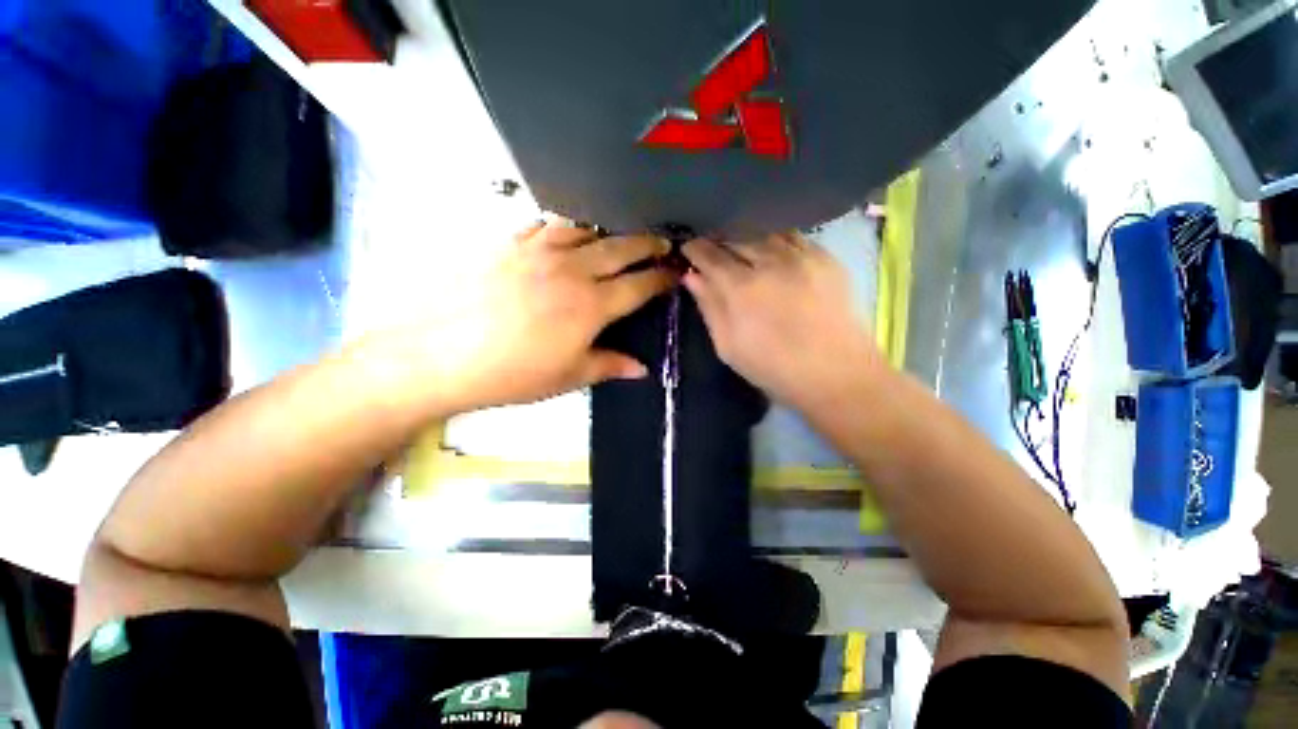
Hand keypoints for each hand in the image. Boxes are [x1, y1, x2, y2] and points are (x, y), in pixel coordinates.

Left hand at [418, 219, 675, 411]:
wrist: (438, 354)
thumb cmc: (511, 374)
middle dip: (647, 245)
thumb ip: (609, 366)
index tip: (675, 272)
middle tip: (662, 243)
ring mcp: (538, 251)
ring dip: (609, 231)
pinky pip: (545, 225)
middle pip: (620, 248)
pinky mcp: (508, 243)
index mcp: (591, 305)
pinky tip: (567, 232)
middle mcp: (571, 270)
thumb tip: (643, 369)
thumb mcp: (567, 377)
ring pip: (586, 229)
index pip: (639, 286)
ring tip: (619, 235)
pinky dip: (565, 227)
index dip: (661, 278)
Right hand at [681, 233, 879, 407]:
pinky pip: (792, 236)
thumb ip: (709, 307)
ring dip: (745, 236)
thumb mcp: (728, 346)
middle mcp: (770, 262)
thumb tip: (692, 276)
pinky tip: (771, 249)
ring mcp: (801, 256)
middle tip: (710, 248)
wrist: (835, 373)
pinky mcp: (825, 257)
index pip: (710, 255)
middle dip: (718, 240)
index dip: (695, 249)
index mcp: (741, 288)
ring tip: (739, 246)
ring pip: (763, 232)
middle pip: (735, 238)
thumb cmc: (773, 368)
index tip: (687, 248)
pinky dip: (774, 239)